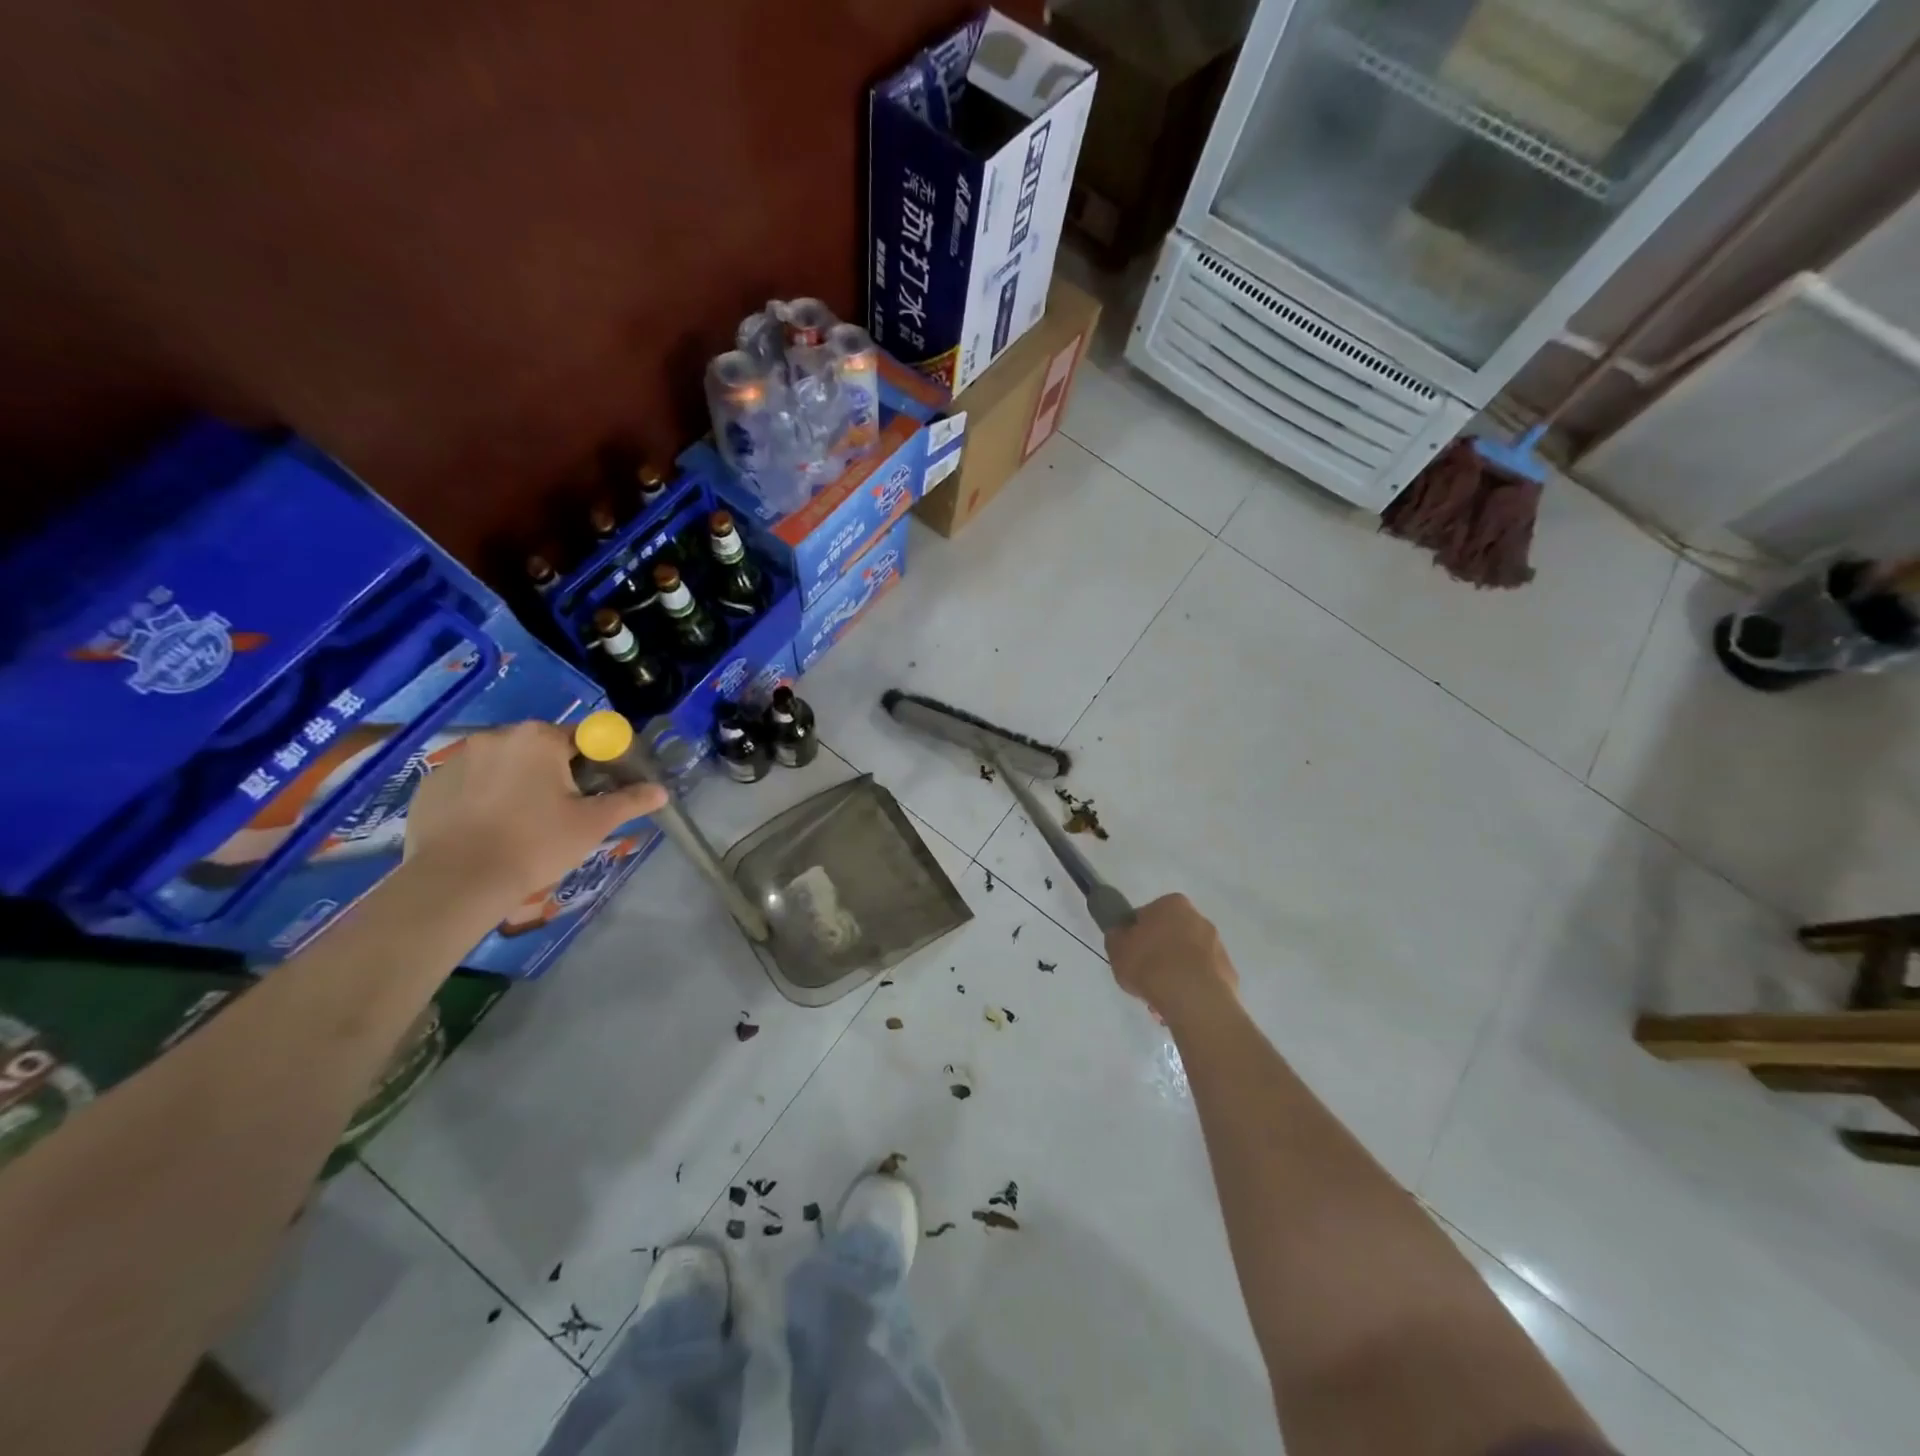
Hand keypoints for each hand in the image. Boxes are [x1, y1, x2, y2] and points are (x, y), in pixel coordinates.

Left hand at [403, 721, 666, 904]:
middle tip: (564, 810)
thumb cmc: (536, 844)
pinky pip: (470, 782)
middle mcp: (497, 736)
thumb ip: (630, 801)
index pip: (584, 736)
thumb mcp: (593, 824)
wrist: (458, 882)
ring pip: (504, 763)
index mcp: (540, 738)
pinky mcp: (430, 784)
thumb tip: (661, 791)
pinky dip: (483, 796)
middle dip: (556, 771)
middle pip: (541, 748)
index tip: (599, 789)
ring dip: (518, 781)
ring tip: (522, 822)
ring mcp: (457, 758)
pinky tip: (488, 828)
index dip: (599, 760)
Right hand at [1105, 894, 1238, 1022]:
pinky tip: (1180, 1004)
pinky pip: (1202, 977)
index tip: (1130, 953)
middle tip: (1145, 975)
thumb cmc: (1151, 965)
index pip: (1147, 914)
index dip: (1136, 934)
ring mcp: (1218, 946)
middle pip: (1171, 934)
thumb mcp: (1117, 949)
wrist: (1194, 1000)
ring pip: (1188, 957)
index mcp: (1172, 904)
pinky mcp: (1228, 972)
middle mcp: (1199, 918)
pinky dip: (1192, 987)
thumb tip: (1122, 934)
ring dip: (1176, 971)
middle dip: (1160, 952)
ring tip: (1161, 997)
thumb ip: (1117, 936)